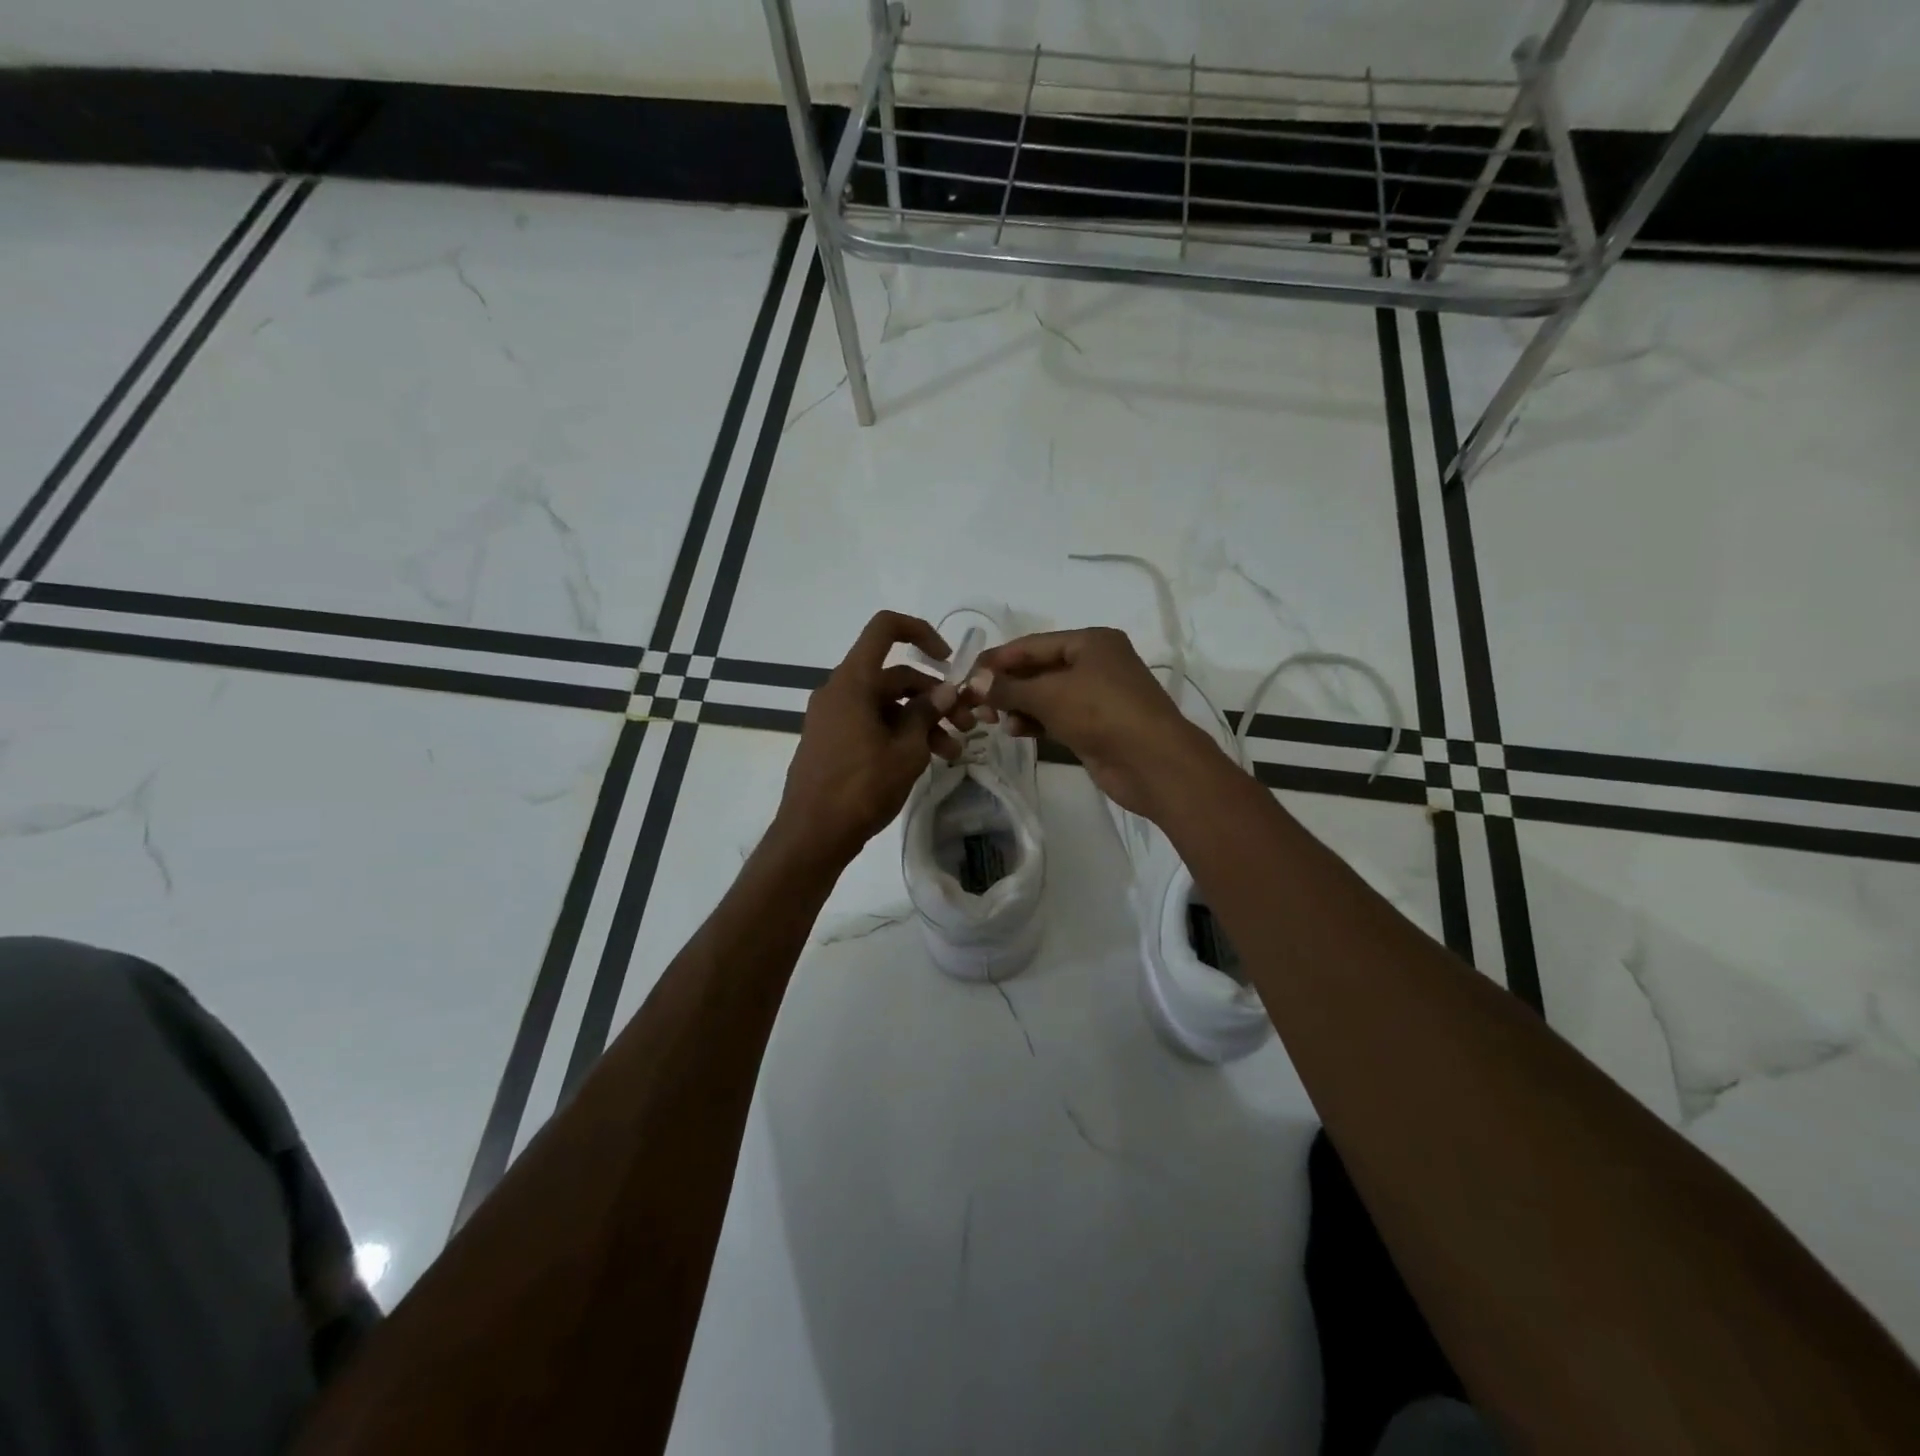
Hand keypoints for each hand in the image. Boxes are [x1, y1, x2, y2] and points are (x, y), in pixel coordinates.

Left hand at [774, 611, 971, 860]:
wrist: (812, 835)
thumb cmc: (861, 788)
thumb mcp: (906, 751)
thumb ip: (927, 714)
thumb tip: (945, 691)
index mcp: (853, 682)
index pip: (885, 629)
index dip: (921, 632)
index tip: (948, 661)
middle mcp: (840, 691)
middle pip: (894, 675)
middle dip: (935, 697)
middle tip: (967, 723)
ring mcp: (834, 717)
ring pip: (887, 704)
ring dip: (922, 721)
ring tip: (954, 752)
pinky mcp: (833, 740)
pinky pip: (872, 723)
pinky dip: (900, 733)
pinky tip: (928, 759)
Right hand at [965, 627, 1227, 817]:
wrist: (1152, 762)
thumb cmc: (1102, 713)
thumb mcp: (1049, 694)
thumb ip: (1008, 687)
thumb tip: (972, 682)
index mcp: (1091, 641)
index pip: (1032, 644)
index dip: (997, 659)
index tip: (965, 675)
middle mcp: (1095, 663)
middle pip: (1039, 669)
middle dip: (1006, 685)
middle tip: (974, 702)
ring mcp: (1097, 697)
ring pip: (1046, 695)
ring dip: (1018, 705)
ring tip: (990, 718)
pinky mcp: (1095, 726)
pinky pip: (1057, 717)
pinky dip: (1035, 721)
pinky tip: (1013, 730)